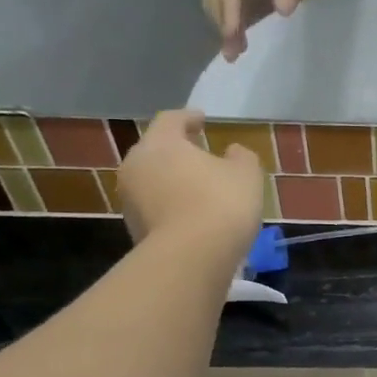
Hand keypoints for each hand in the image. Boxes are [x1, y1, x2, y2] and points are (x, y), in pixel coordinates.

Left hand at [119, 111, 264, 264]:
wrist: (191, 258)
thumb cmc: (221, 203)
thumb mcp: (246, 173)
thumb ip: (240, 156)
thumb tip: (232, 152)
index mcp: (161, 143)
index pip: (171, 120)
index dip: (189, 118)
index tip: (202, 120)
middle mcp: (136, 165)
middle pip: (156, 150)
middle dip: (177, 150)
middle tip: (200, 154)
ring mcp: (130, 199)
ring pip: (152, 180)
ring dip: (173, 180)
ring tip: (198, 188)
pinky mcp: (133, 228)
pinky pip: (155, 206)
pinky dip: (171, 205)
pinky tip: (192, 215)